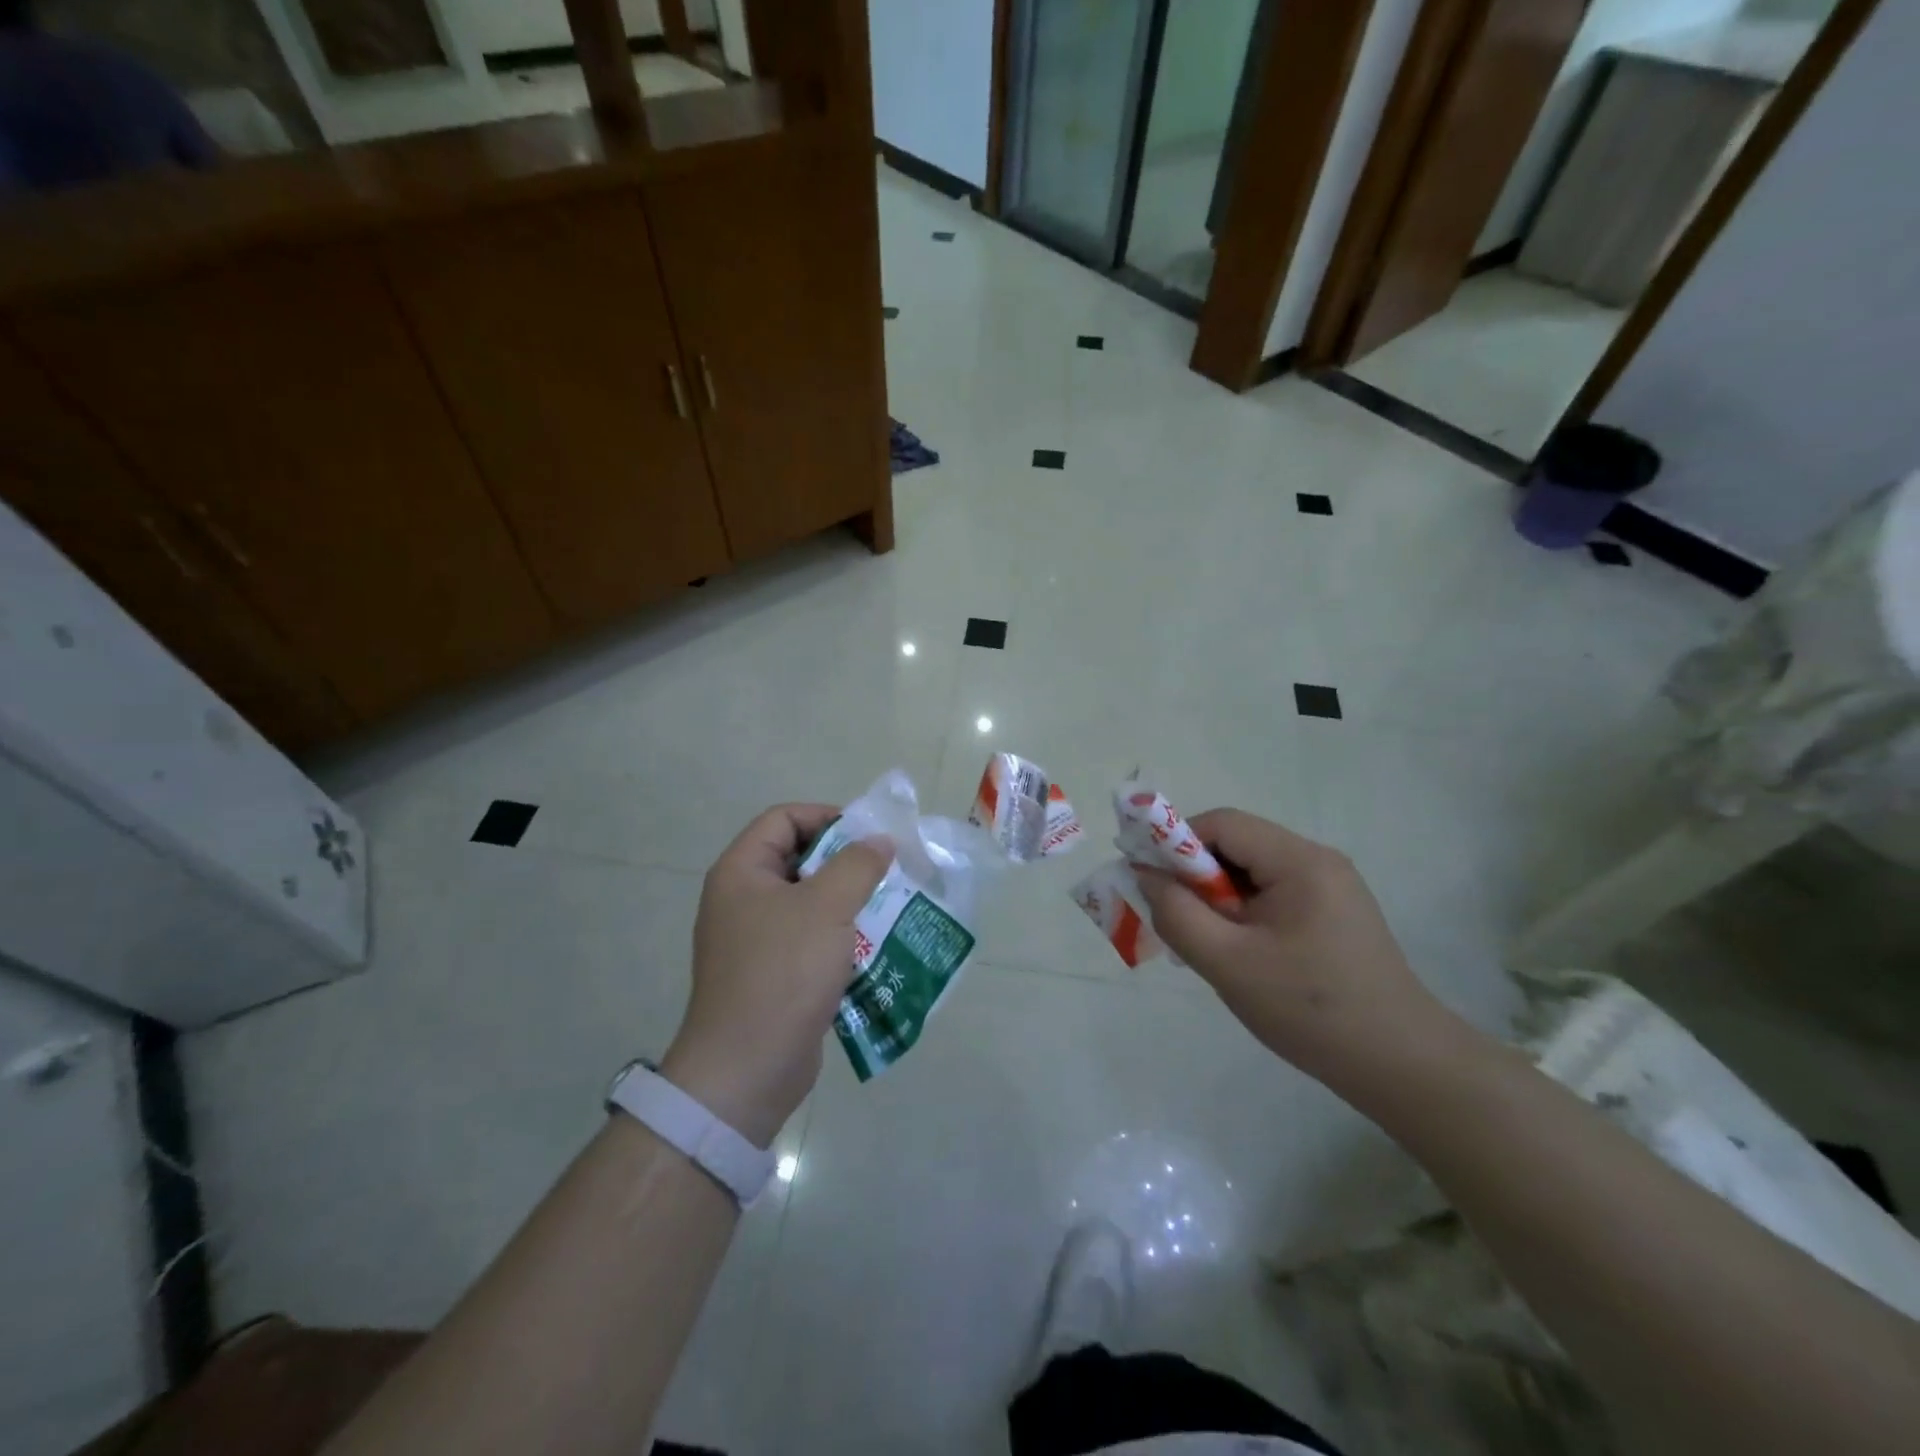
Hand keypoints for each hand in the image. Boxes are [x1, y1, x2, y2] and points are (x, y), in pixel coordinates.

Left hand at [661, 804, 890, 1146]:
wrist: (747, 1070)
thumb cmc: (783, 973)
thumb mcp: (827, 908)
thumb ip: (858, 865)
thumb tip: (879, 841)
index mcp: (741, 872)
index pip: (783, 819)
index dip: (826, 816)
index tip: (868, 836)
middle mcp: (743, 900)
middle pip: (799, 860)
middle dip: (846, 863)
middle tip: (887, 872)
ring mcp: (756, 940)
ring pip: (809, 903)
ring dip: (849, 902)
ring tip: (890, 908)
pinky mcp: (773, 975)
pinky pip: (811, 940)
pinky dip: (841, 938)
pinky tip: (875, 949)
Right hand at [1134, 809, 1464, 1091]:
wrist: (1401, 1067)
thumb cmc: (1309, 1010)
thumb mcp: (1227, 963)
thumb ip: (1177, 914)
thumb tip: (1145, 874)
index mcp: (1299, 861)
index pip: (1222, 824)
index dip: (1176, 844)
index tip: (1149, 881)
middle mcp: (1318, 861)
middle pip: (1238, 845)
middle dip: (1196, 876)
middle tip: (1175, 919)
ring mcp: (1331, 887)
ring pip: (1252, 872)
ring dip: (1218, 898)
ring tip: (1206, 943)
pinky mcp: (1335, 913)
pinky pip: (1272, 895)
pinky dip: (1243, 913)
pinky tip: (1239, 953)